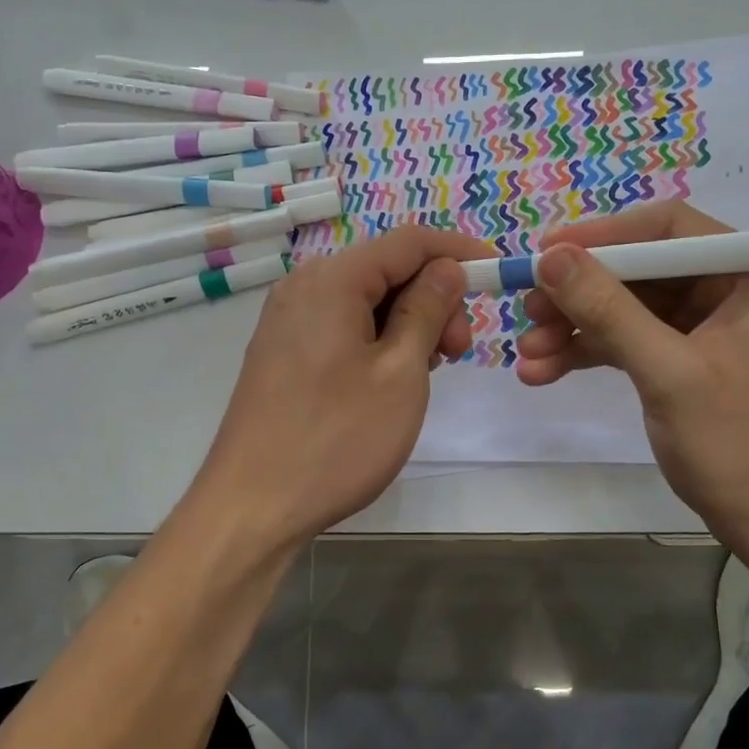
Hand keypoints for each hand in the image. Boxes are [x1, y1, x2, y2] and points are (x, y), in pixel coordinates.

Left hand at [190, 224, 495, 549]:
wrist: (252, 506)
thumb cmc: (336, 439)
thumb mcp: (400, 373)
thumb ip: (426, 309)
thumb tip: (446, 268)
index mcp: (331, 280)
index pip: (408, 241)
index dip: (458, 251)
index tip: (496, 273)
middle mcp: (303, 287)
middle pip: (385, 269)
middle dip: (433, 297)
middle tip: (459, 350)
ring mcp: (287, 320)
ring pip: (365, 300)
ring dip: (408, 322)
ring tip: (428, 371)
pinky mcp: (283, 351)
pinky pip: (342, 325)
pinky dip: (377, 339)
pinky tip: (393, 377)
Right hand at [514, 200, 748, 542]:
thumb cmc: (738, 444)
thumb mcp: (666, 372)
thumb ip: (608, 309)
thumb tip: (550, 256)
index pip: (667, 230)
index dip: (602, 236)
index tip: (545, 253)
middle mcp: (734, 290)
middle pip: (642, 270)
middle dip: (580, 293)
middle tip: (527, 310)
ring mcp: (712, 327)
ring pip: (631, 309)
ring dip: (577, 328)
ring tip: (527, 354)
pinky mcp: (692, 361)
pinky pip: (635, 342)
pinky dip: (593, 353)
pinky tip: (546, 372)